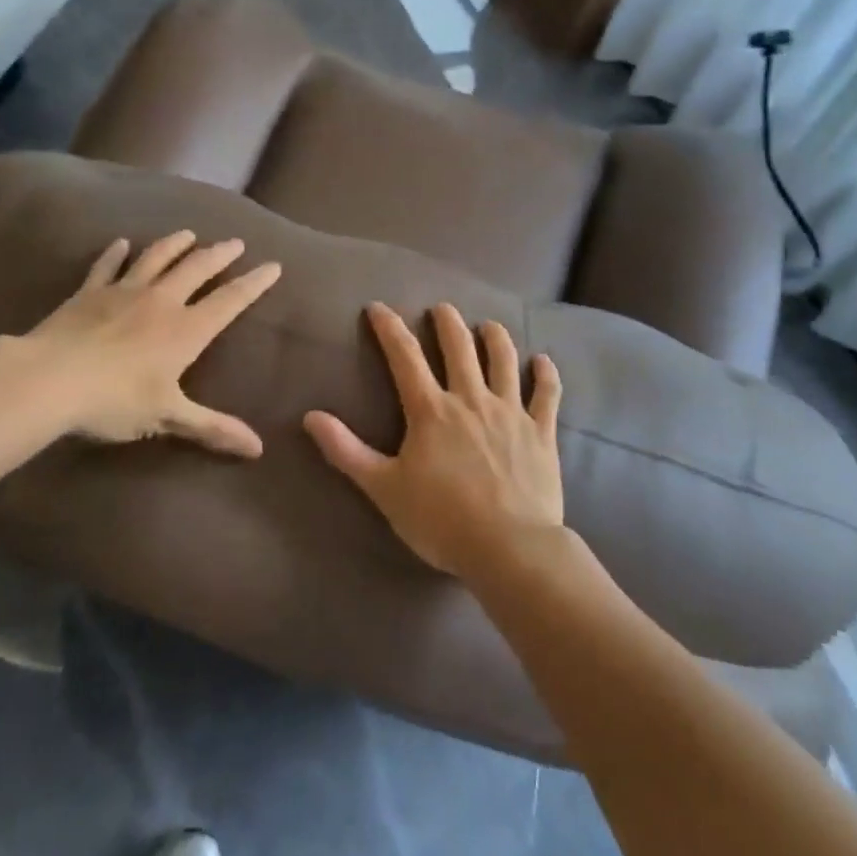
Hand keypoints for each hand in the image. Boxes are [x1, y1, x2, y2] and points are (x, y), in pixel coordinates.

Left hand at [26, 231, 280, 456]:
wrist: (50, 379)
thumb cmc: (114, 400)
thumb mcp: (168, 416)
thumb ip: (212, 428)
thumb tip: (258, 450)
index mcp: (185, 330)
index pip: (230, 301)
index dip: (254, 283)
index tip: (273, 265)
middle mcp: (161, 302)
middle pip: (197, 269)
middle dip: (219, 255)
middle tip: (235, 242)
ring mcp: (123, 292)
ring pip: (156, 258)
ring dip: (175, 244)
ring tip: (188, 234)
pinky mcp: (90, 292)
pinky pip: (107, 266)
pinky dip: (115, 253)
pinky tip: (121, 243)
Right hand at [304, 302, 562, 578]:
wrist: (510, 548)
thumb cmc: (441, 520)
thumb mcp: (384, 488)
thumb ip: (346, 451)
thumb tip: (310, 416)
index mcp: (431, 410)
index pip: (404, 356)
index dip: (389, 327)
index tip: (377, 307)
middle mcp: (471, 399)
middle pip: (459, 346)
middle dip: (447, 322)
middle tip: (441, 309)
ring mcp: (510, 412)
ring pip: (503, 360)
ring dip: (495, 337)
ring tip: (487, 325)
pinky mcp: (540, 431)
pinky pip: (546, 394)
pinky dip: (546, 374)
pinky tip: (543, 361)